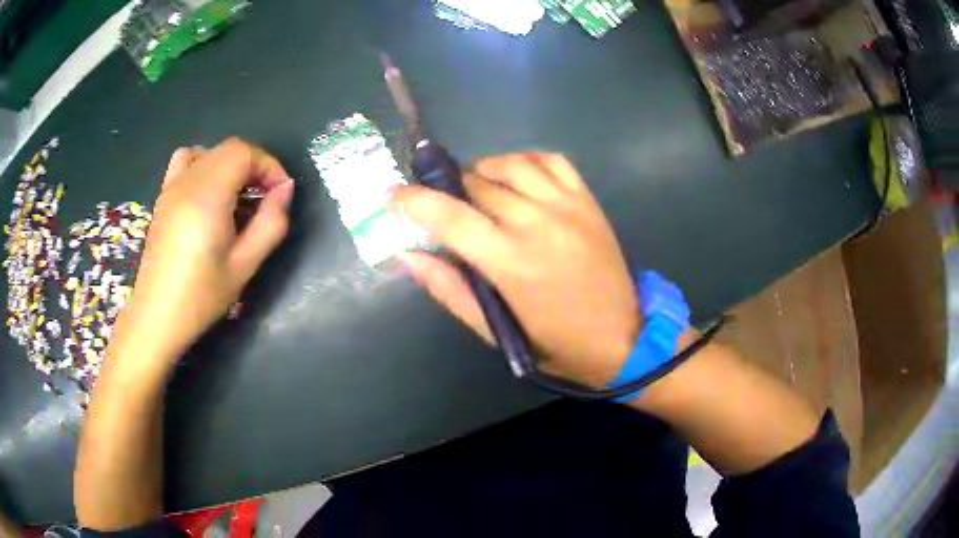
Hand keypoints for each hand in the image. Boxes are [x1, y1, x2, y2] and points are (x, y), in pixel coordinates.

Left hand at [111, 138, 293, 366]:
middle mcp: (187, 182)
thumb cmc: (201, 297)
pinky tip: (208, 194)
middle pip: (228, 149)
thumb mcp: (244, 266)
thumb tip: (285, 190)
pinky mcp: (163, 197)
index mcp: (207, 197)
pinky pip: (186, 161)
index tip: (280, 193)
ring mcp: (171, 187)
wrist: (157, 317)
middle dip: (254, 166)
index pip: (243, 153)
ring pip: (208, 152)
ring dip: (230, 165)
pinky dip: (205, 165)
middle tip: (265, 198)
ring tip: (237, 195)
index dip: (268, 165)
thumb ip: (270, 224)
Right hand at [389, 153, 638, 386]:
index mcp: (511, 262)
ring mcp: (567, 206)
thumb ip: (449, 289)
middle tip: (444, 206)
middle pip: (477, 184)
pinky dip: (525, 161)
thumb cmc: (553, 343)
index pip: (450, 216)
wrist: (622, 337)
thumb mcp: (495, 330)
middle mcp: (537, 223)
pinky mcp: (587, 200)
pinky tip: (518, 179)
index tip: (393, 195)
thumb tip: (408, 254)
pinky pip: (550, 160)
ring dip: (484, 171)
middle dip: (450, 191)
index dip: (414, 201)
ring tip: (478, 191)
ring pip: (511, 163)